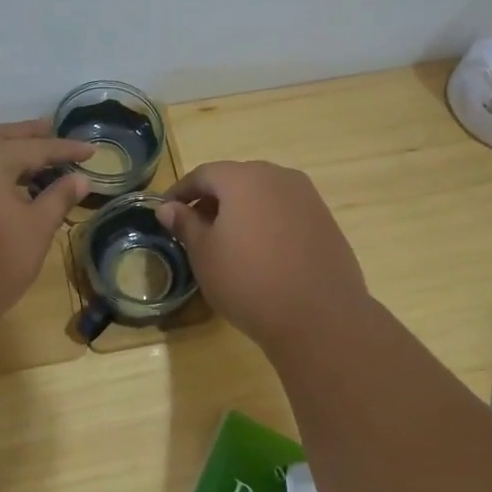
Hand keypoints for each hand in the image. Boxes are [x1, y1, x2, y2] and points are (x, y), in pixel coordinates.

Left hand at [0, 121, 92, 329]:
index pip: (35, 148)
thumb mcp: (36, 229)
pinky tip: (4, 181)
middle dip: (29, 134)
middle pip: (1, 137)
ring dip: (7, 148)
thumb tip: (80, 179)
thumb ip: (58, 198)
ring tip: (30, 153)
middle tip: (52, 129)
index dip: (65, 149)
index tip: (91, 150)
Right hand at [157, 160, 370, 353]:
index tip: (166, 211)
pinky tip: (262, 252)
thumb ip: (185, 224)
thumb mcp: (205, 254)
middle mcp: (278, 176)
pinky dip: (267, 222)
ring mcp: (307, 197)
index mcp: (243, 179)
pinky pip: (286, 211)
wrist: (319, 317)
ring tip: (228, 241)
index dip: (181, 191)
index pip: (203, 174)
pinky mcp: (325, 220)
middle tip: (195, 227)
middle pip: (236, 179)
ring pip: (263, 194)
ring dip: (242, 210)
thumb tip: (168, 208)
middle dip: (212, 199)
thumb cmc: (249, 281)